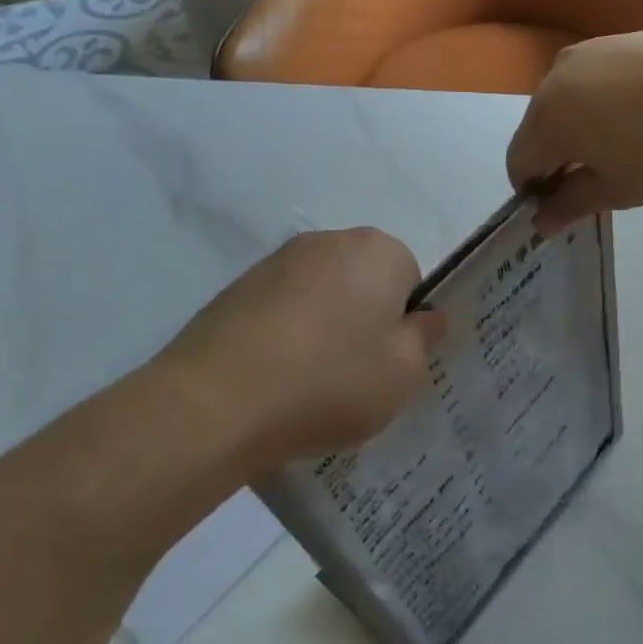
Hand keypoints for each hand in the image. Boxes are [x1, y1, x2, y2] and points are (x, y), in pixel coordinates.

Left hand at [148, 229, 444, 482]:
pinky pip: (281, 311)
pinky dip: (286, 337)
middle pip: (364, 281)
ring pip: (321, 296)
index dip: (405, 322)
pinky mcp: (236, 289)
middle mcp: (328, 241)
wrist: (217, 401)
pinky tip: (275, 378)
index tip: (390, 361)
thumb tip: (425, 317)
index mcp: (378, 251)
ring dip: (324, 328)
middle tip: (357, 373)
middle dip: (365, 320)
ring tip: (310, 382)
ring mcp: (275, 263)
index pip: (410, 278)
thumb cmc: (331, 381)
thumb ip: (425, 338)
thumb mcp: (405, 373)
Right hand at [507, 29, 642, 230]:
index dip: (534, 191)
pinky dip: (602, 101)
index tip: (564, 207)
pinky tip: (642, 116)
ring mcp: (591, 50)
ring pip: (566, 99)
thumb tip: (541, 221)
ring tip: (621, 147)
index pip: (519, 161)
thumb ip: (571, 204)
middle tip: (593, 181)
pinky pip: (595, 78)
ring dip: (578, 128)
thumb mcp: (619, 190)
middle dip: (555, 158)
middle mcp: (557, 75)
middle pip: (538, 127)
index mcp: (549, 117)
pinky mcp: (623, 38)